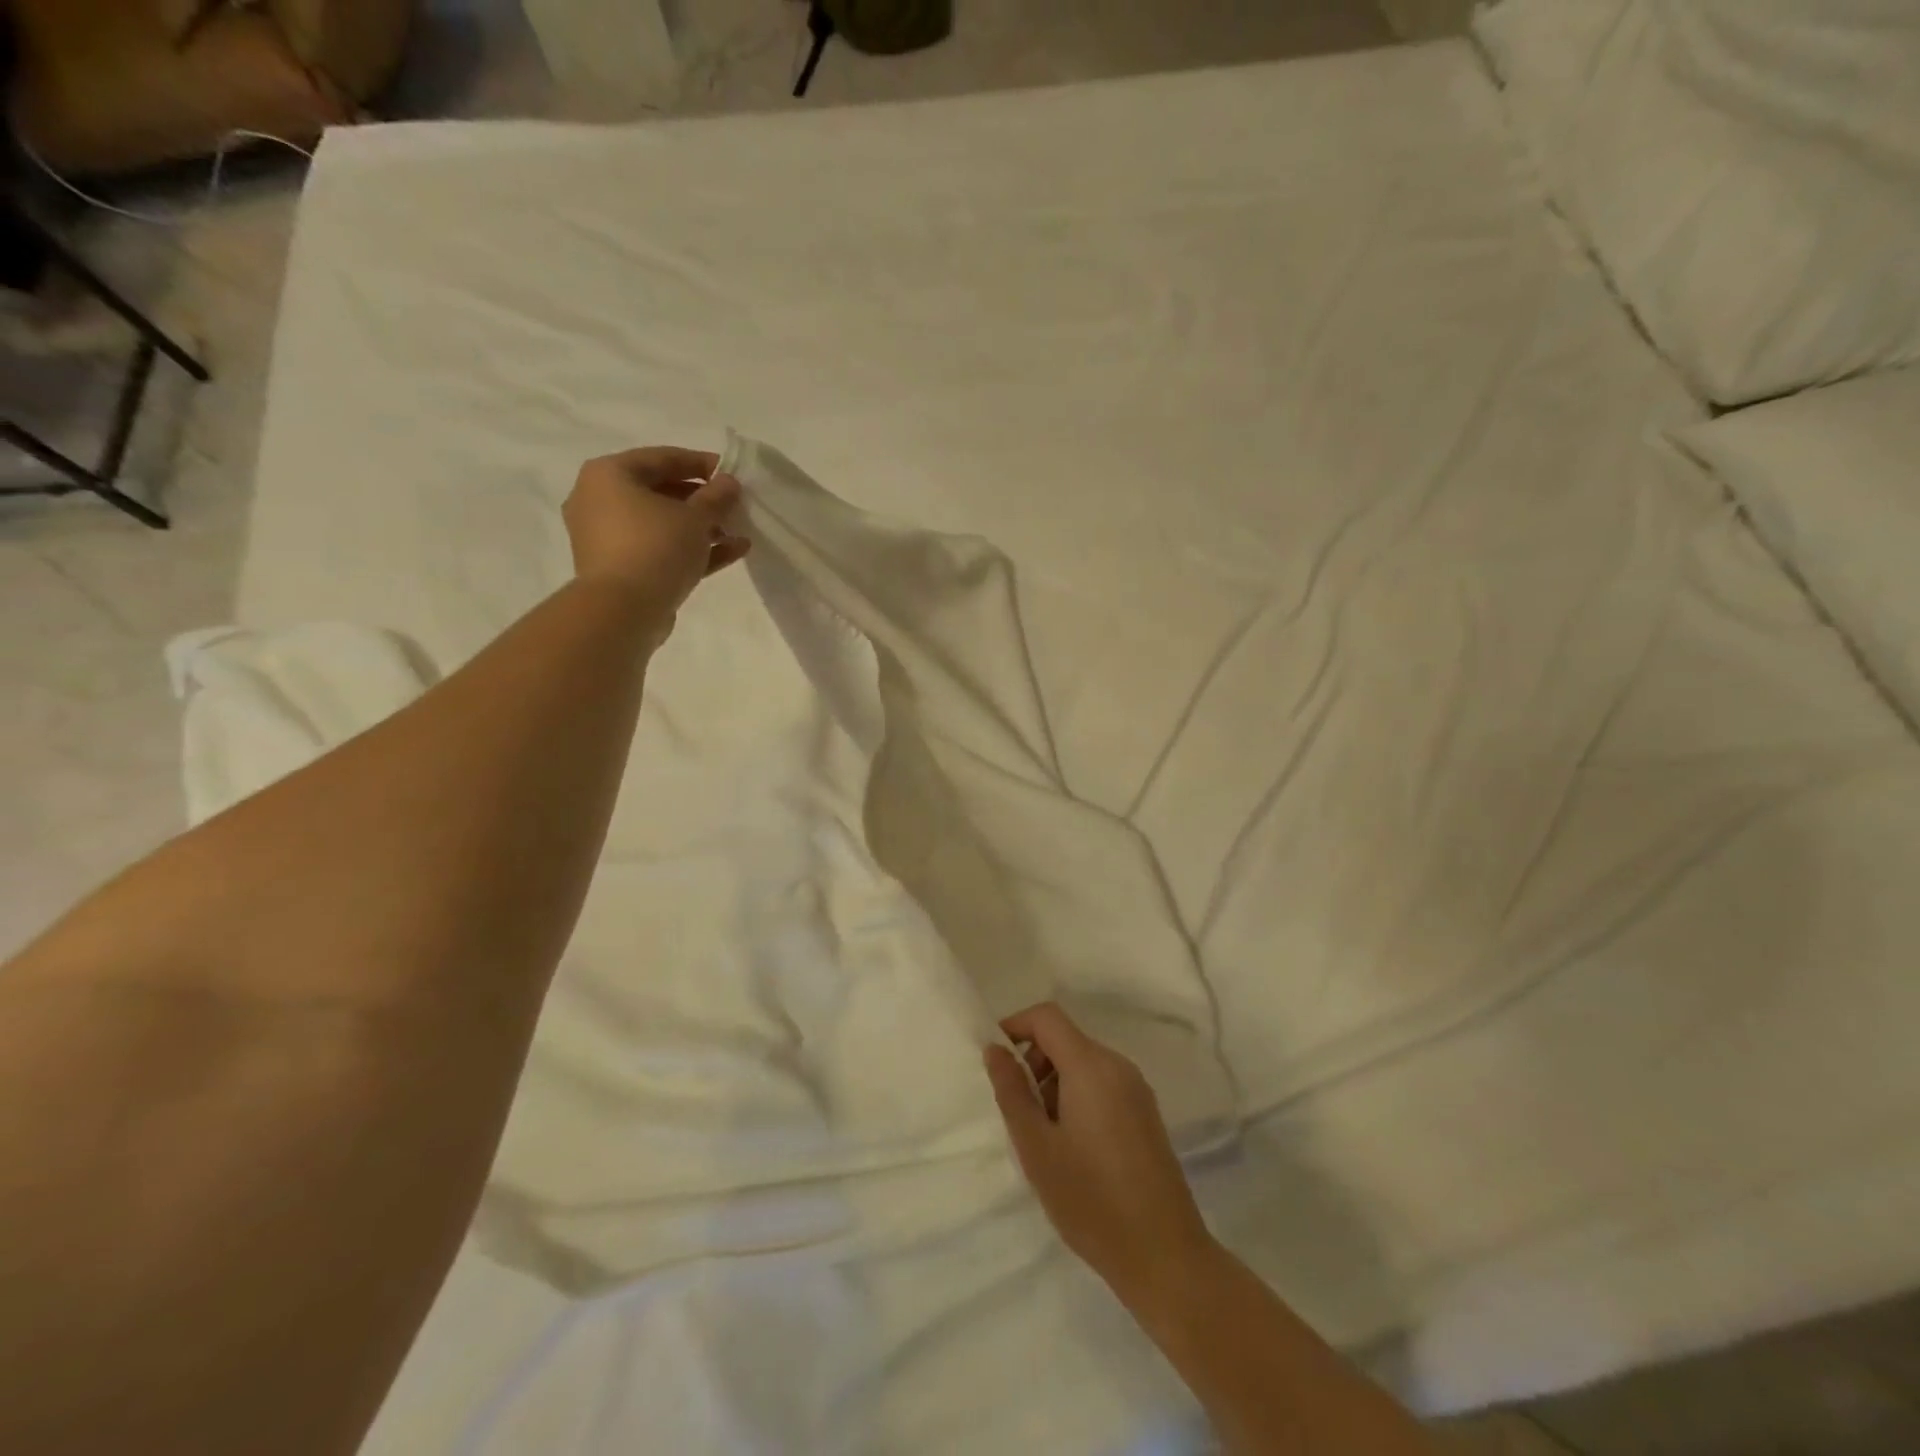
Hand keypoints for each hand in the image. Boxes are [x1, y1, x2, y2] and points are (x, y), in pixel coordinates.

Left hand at [563, 446, 749, 614]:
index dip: (702, 463)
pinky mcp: (621, 568)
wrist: (623, 611)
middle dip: (703, 500)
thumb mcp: (695, 517)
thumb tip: (729, 483)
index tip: (733, 473)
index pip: (662, 458)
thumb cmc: (655, 547)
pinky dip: (691, 549)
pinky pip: (660, 550)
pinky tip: (733, 552)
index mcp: (609, 474)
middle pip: (661, 492)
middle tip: (735, 506)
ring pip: (662, 524)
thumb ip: (716, 496)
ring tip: (738, 532)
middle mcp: (600, 500)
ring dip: (702, 527)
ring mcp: (608, 537)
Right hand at [985, 1002, 1216, 1308]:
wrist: (1164, 1256)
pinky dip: (1077, 1096)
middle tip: (1019, 1111)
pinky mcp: (1145, 1113)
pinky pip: (1102, 1084)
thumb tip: (995, 1049)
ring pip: (1083, 1063)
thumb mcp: (1036, 1146)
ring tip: (1045, 1137)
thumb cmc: (1090, 1200)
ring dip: (1054, 1082)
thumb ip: (1012, 1091)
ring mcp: (1137, 1089)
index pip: (1047, 1017)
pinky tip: (1073, 1147)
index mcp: (1091, 1066)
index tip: (995, 1059)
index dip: (1015, 1025)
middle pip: (1065, 1038)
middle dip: (1034, 1061)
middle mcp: (1118, 1066)